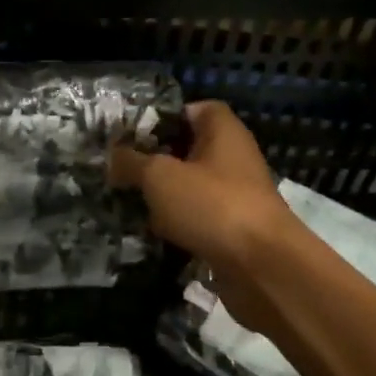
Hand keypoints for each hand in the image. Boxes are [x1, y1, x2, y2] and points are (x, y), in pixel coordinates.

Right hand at [109, 102, 298, 269]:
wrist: (262, 267)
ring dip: (162, 196)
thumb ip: (131, 162)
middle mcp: (233, 158)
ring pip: (190, 186)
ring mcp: (235, 195)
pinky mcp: (233, 229)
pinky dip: (176, 224)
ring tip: (127, 201)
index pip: (194, 109)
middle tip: (121, 170)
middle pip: (188, 150)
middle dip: (155, 160)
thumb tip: (113, 156)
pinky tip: (149, 233)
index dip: (164, 117)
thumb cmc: (211, 205)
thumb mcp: (159, 176)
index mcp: (223, 131)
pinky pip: (197, 218)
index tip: (132, 134)